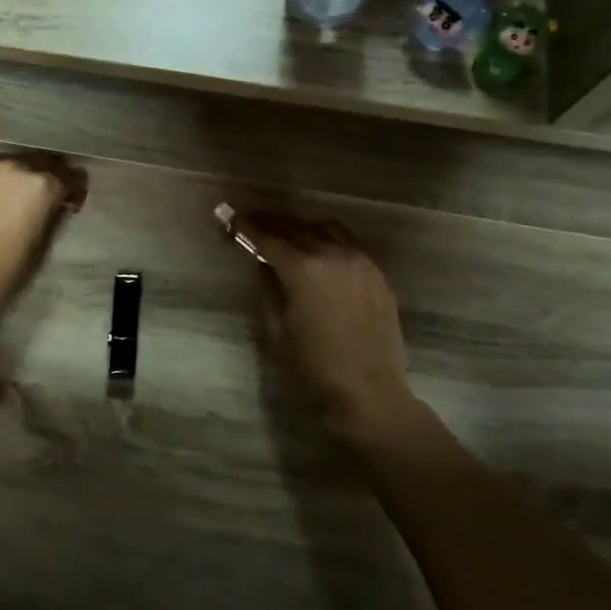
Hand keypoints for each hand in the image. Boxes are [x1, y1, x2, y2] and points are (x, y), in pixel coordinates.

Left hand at [0, 154, 85, 323]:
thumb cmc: (1, 277)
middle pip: (38, 163)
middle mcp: (11, 167)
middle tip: (39, 202)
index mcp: (40, 186)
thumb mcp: (41, 248)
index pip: (71, 177)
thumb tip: (53, 206)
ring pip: (6, 166)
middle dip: (45, 179)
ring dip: (13, 181)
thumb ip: (51, 217)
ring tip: (5, 204)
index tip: (69, 206)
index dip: (74, 192)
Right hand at [238, 213, 415, 433]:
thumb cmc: (313, 366)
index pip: (269, 239)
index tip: (232, 218)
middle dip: (273, 225)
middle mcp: (334, 255)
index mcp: (304, 269)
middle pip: (297, 229)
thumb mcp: (277, 328)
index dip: (248, 228)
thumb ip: (268, 289)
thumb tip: (264, 266)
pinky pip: (350, 246)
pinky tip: (321, 255)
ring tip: (289, 236)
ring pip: (328, 230)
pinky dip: (330, 243)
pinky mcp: (377, 275)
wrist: (368, 391)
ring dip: (304, 229)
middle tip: (255, 224)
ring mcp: (361, 262)